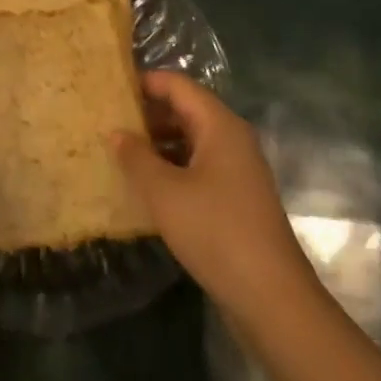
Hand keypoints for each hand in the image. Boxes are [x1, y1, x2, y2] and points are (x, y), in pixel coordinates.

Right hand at [111, 71, 316, 319]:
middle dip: (147, 114)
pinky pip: (198, 167)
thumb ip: (136, 157)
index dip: (144, 82)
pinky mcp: (235, 199)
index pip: (177, 85)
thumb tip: (116, 133)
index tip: (110, 90)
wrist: (272, 298)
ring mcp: (236, 170)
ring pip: (190, 140)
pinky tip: (145, 186)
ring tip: (119, 152)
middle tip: (107, 121)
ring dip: (157, 143)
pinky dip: (171, 168)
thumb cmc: (216, 232)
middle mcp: (231, 139)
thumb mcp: (165, 192)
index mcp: (219, 125)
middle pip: (185, 110)